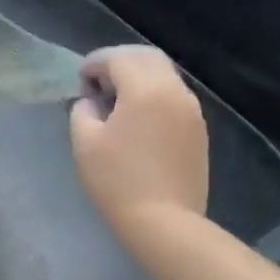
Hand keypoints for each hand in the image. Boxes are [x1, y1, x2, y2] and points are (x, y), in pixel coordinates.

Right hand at [69, 46, 208, 241]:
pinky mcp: (198, 130)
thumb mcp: (85, 143)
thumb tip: (92, 102)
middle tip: (99, 85)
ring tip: (117, 102)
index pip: (118, 58)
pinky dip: (154, 96)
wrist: (164, 222)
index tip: (80, 81)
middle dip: (119, 63)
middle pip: (147, 57)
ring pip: (164, 76)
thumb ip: (83, 111)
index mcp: (145, 89)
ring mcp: (191, 111)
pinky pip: (174, 97)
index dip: (95, 64)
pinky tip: (138, 120)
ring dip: (139, 78)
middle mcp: (174, 91)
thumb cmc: (117, 180)